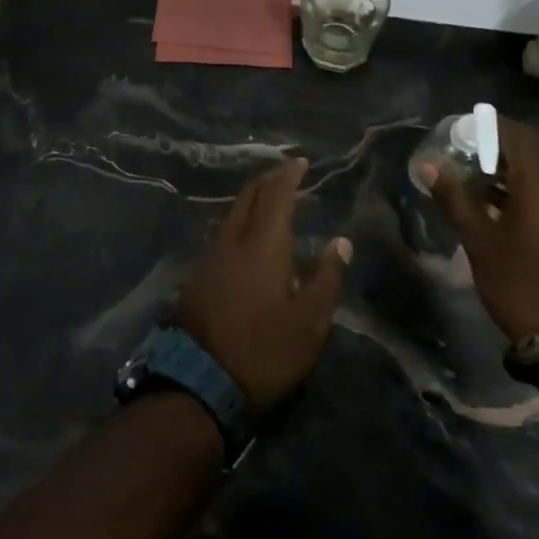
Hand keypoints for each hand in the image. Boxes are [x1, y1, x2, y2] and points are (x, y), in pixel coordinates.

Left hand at [176, 158, 351, 408]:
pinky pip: (223, 232)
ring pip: (232, 213)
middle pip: (249, 196)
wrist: (200, 377)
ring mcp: (210, 255)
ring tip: (269, 198)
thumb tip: (341, 241)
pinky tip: (247, 235)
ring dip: (252, 199)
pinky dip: (240, 221)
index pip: (276, 196)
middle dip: (268, 179)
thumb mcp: (309, 323)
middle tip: (285, 172)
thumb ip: (325, 278)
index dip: (288, 176)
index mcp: (263, 245)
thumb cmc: (264, 350)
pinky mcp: (198, 273)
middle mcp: (233, 240)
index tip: (300, 161)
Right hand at [413, 117, 538, 342]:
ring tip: (474, 179)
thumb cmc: (521, 284)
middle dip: (498, 146)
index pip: (517, 135)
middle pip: (533, 150)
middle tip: (463, 154)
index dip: (488, 126)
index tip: (459, 129)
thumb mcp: (479, 241)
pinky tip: (498, 205)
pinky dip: (526, 188)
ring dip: (511, 169)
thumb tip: (428, 164)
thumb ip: (453, 197)